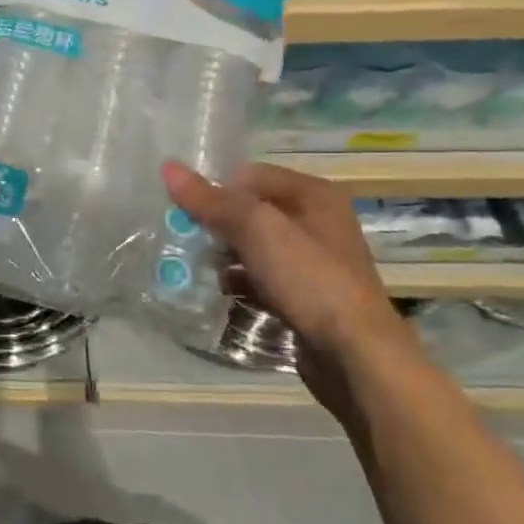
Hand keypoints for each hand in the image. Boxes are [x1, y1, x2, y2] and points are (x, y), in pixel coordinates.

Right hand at [161, 160, 421, 422]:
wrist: (355, 356)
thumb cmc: (309, 279)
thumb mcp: (256, 230)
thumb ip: (211, 200)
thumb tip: (168, 167)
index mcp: (314, 195)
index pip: (249, 175)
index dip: (214, 187)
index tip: (180, 207)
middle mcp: (316, 222)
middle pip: (250, 210)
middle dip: (214, 223)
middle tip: (180, 236)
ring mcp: (312, 262)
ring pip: (253, 246)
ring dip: (222, 254)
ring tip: (192, 264)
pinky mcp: (305, 296)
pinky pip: (261, 277)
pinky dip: (239, 281)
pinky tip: (219, 291)